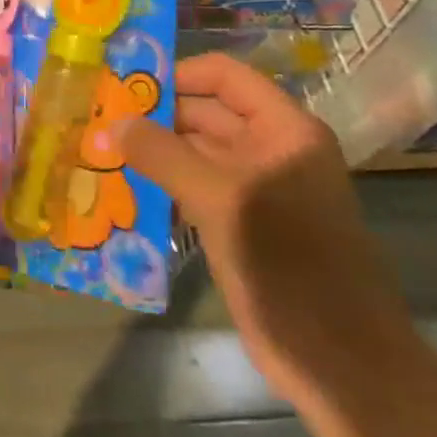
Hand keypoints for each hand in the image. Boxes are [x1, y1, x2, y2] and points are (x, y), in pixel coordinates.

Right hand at [117, 53, 416, 407]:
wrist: (340, 363)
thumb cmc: (289, 265)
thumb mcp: (222, 200)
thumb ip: (164, 154)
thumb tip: (114, 121)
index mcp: (283, 131)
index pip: (224, 76)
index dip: (176, 73)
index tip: (123, 83)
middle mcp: (270, 151)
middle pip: (205, 113)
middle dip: (153, 115)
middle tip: (96, 117)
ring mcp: (255, 190)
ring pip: (194, 154)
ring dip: (151, 152)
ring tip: (98, 148)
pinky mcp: (239, 226)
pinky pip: (193, 190)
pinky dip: (160, 185)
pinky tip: (120, 189)